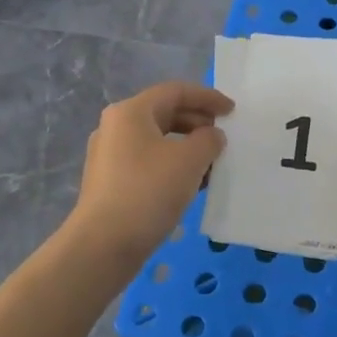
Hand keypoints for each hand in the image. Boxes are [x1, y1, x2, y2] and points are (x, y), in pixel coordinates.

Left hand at [70, 81, 232, 258]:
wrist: (104, 244)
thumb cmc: (148, 191)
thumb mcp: (190, 160)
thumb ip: (209, 140)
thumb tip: (211, 136)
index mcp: (131, 112)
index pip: (175, 91)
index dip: (208, 97)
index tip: (232, 111)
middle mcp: (115, 127)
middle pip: (164, 113)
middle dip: (198, 122)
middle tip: (223, 138)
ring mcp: (109, 155)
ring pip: (157, 140)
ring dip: (187, 147)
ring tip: (212, 165)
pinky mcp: (110, 181)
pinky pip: (148, 161)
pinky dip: (172, 165)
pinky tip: (191, 185)